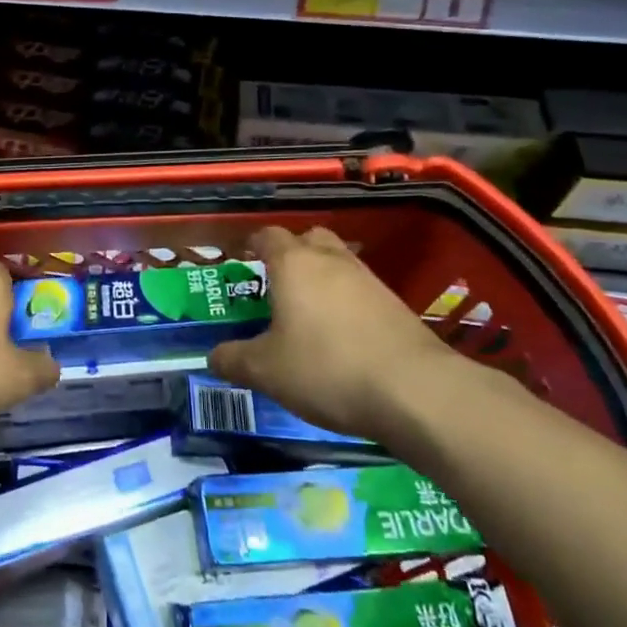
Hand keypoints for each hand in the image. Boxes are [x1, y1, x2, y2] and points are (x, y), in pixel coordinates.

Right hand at [208, 225, 456, 440]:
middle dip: (292, 253)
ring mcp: (368, 280)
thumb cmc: (325, 368)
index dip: (253, 244)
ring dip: (322, 278)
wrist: (414, 391)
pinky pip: (361, 290)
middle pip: (309, 238)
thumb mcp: (266, 371)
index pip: (267, 235)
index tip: (243, 259)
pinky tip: (342, 334)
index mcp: (293, 263)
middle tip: (277, 282)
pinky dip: (347, 302)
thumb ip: (233, 360)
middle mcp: (331, 260)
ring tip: (308, 311)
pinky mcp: (396, 304)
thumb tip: (212, 357)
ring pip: (338, 262)